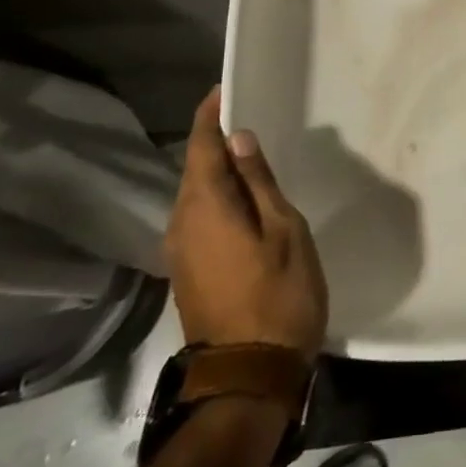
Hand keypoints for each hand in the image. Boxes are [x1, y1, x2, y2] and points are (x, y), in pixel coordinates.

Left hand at [167, 88, 328, 356]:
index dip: (210, 115)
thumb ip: (259, 182)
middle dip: (216, 140)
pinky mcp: (189, 271)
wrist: (249, 377)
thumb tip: (238, 138)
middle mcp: (181, 224)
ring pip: (196, 194)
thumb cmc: (278, 295)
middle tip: (251, 116)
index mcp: (204, 207)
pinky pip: (199, 217)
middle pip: (194, 169)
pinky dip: (219, 196)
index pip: (200, 147)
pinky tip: (245, 198)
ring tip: (253, 152)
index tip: (226, 89)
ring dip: (219, 170)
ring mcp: (181, 252)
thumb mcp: (284, 230)